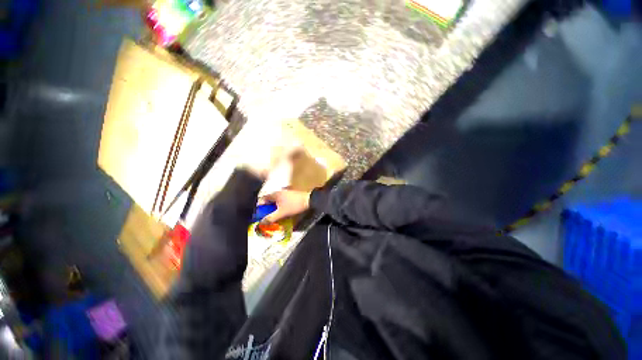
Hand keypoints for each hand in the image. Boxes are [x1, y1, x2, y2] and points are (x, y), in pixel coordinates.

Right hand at [259, 189, 310, 223]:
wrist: (309, 200)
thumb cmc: (294, 205)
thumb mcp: (281, 213)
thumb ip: (271, 218)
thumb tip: (262, 222)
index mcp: (275, 194)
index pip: (262, 199)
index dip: (259, 207)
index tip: (260, 214)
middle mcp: (279, 191)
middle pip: (269, 200)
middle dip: (267, 209)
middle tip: (267, 216)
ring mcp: (285, 192)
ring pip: (276, 201)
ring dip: (274, 208)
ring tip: (275, 216)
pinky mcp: (291, 195)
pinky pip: (282, 200)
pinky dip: (280, 206)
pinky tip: (283, 212)